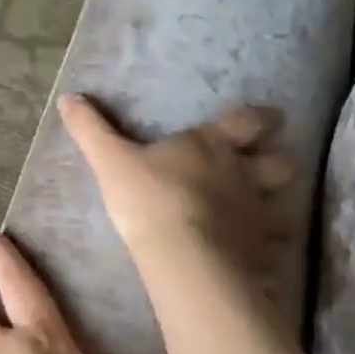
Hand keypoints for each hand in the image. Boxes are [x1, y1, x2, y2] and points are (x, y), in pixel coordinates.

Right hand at [58, 94, 296, 286]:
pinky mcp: (263, 251)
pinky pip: (277, 248)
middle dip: (276, 163)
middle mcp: (246, 175)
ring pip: (287, 204)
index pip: (249, 120)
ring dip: (279, 205)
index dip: (258, 119)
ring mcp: (259, 214)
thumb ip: (91, 130)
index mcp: (214, 146)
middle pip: (281, 163)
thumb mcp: (111, 161)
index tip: (265, 121)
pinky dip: (272, 249)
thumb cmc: (149, 198)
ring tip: (264, 215)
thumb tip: (68, 97)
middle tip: (264, 170)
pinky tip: (260, 256)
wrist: (182, 253)